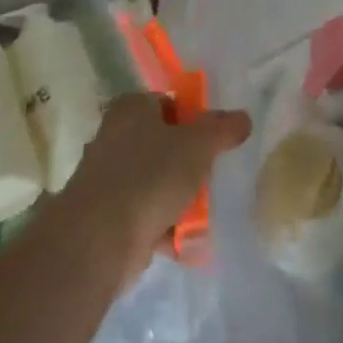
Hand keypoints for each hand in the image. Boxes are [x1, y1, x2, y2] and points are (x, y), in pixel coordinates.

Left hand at [63, 93, 250, 271]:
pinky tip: (187, 240)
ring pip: (156, 180)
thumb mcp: (197, 145)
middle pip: (163, 143)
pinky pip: (146, 213)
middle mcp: (114, 137)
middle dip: (189, 162)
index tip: (214, 140)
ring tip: (204, 212)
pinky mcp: (107, 215)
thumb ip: (222, 129)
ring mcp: (108, 178)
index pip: (169, 103)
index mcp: (131, 109)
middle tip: (212, 175)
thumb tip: (244, 117)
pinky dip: (165, 225)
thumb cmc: (149, 176)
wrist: (98, 240)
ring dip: (180, 197)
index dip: (194, 119)